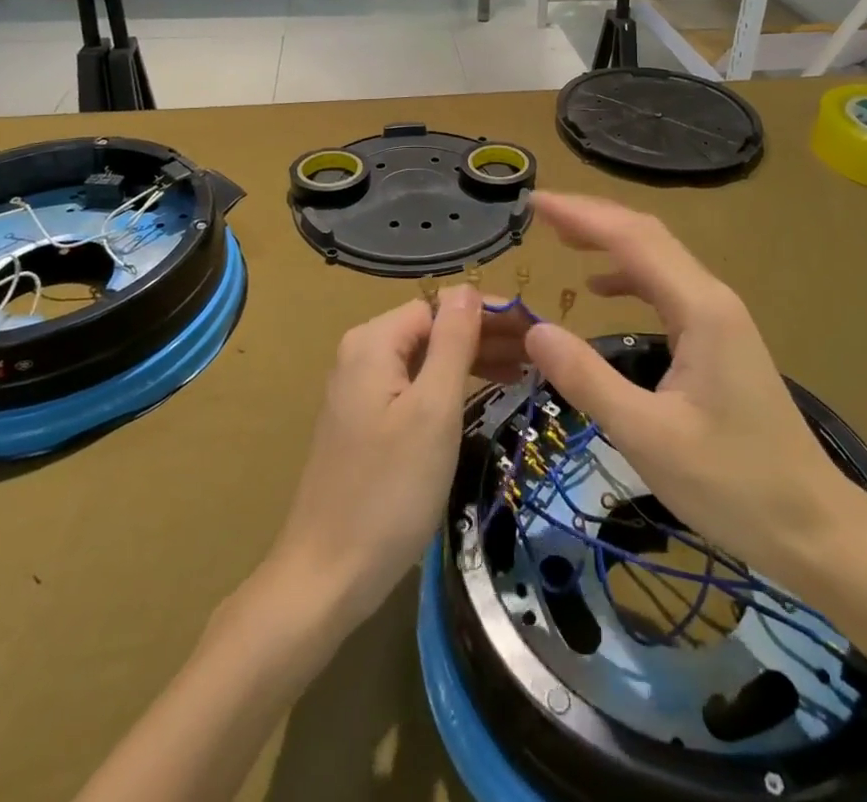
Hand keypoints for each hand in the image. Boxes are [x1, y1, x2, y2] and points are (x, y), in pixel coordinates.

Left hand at [268, 286, 528, 625]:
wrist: (328, 577)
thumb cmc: (389, 490)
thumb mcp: (433, 410)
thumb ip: (452, 341)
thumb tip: (468, 288)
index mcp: (373, 342)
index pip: (441, 305)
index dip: (490, 312)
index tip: (536, 329)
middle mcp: (362, 354)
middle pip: (434, 328)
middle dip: (486, 334)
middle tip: (539, 352)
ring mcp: (361, 389)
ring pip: (427, 357)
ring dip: (474, 358)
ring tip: (524, 369)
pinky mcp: (366, 421)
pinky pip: (416, 385)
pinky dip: (452, 384)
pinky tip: (484, 391)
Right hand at [524, 192, 866, 598]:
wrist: (812, 525)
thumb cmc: (732, 484)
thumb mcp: (647, 437)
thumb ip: (588, 379)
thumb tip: (534, 330)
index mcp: (700, 309)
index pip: (631, 239)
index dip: (581, 216)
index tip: (535, 202)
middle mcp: (712, 297)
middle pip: (647, 236)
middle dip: (592, 217)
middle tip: (540, 212)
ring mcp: (720, 316)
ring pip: (658, 258)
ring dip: (609, 240)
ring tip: (561, 238)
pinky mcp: (719, 338)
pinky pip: (666, 287)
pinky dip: (628, 275)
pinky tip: (600, 289)